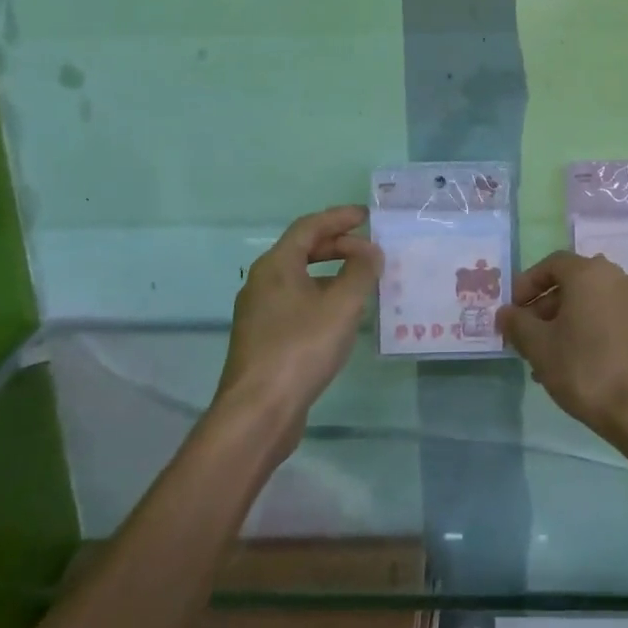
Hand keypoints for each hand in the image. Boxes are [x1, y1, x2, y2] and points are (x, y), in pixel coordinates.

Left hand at [216, 206, 380, 444]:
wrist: (258, 411)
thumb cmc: (301, 348)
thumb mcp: (342, 305)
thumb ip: (361, 271)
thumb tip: (370, 251)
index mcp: (276, 265)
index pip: (309, 227)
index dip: (339, 218)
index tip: (367, 216)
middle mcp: (261, 282)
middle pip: (302, 250)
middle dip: (337, 245)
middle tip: (368, 249)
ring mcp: (259, 312)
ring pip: (299, 279)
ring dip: (330, 273)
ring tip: (361, 281)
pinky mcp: (263, 339)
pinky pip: (296, 303)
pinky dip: (321, 297)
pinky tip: (341, 316)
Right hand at [495, 250, 627, 445]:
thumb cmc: (585, 369)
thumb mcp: (539, 346)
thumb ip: (517, 323)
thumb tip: (505, 313)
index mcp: (589, 272)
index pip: (551, 264)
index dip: (526, 284)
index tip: (511, 311)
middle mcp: (615, 277)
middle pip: (570, 283)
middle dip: (542, 308)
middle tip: (524, 337)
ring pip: (587, 303)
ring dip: (561, 323)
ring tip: (542, 358)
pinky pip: (605, 318)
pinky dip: (584, 331)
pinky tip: (569, 364)